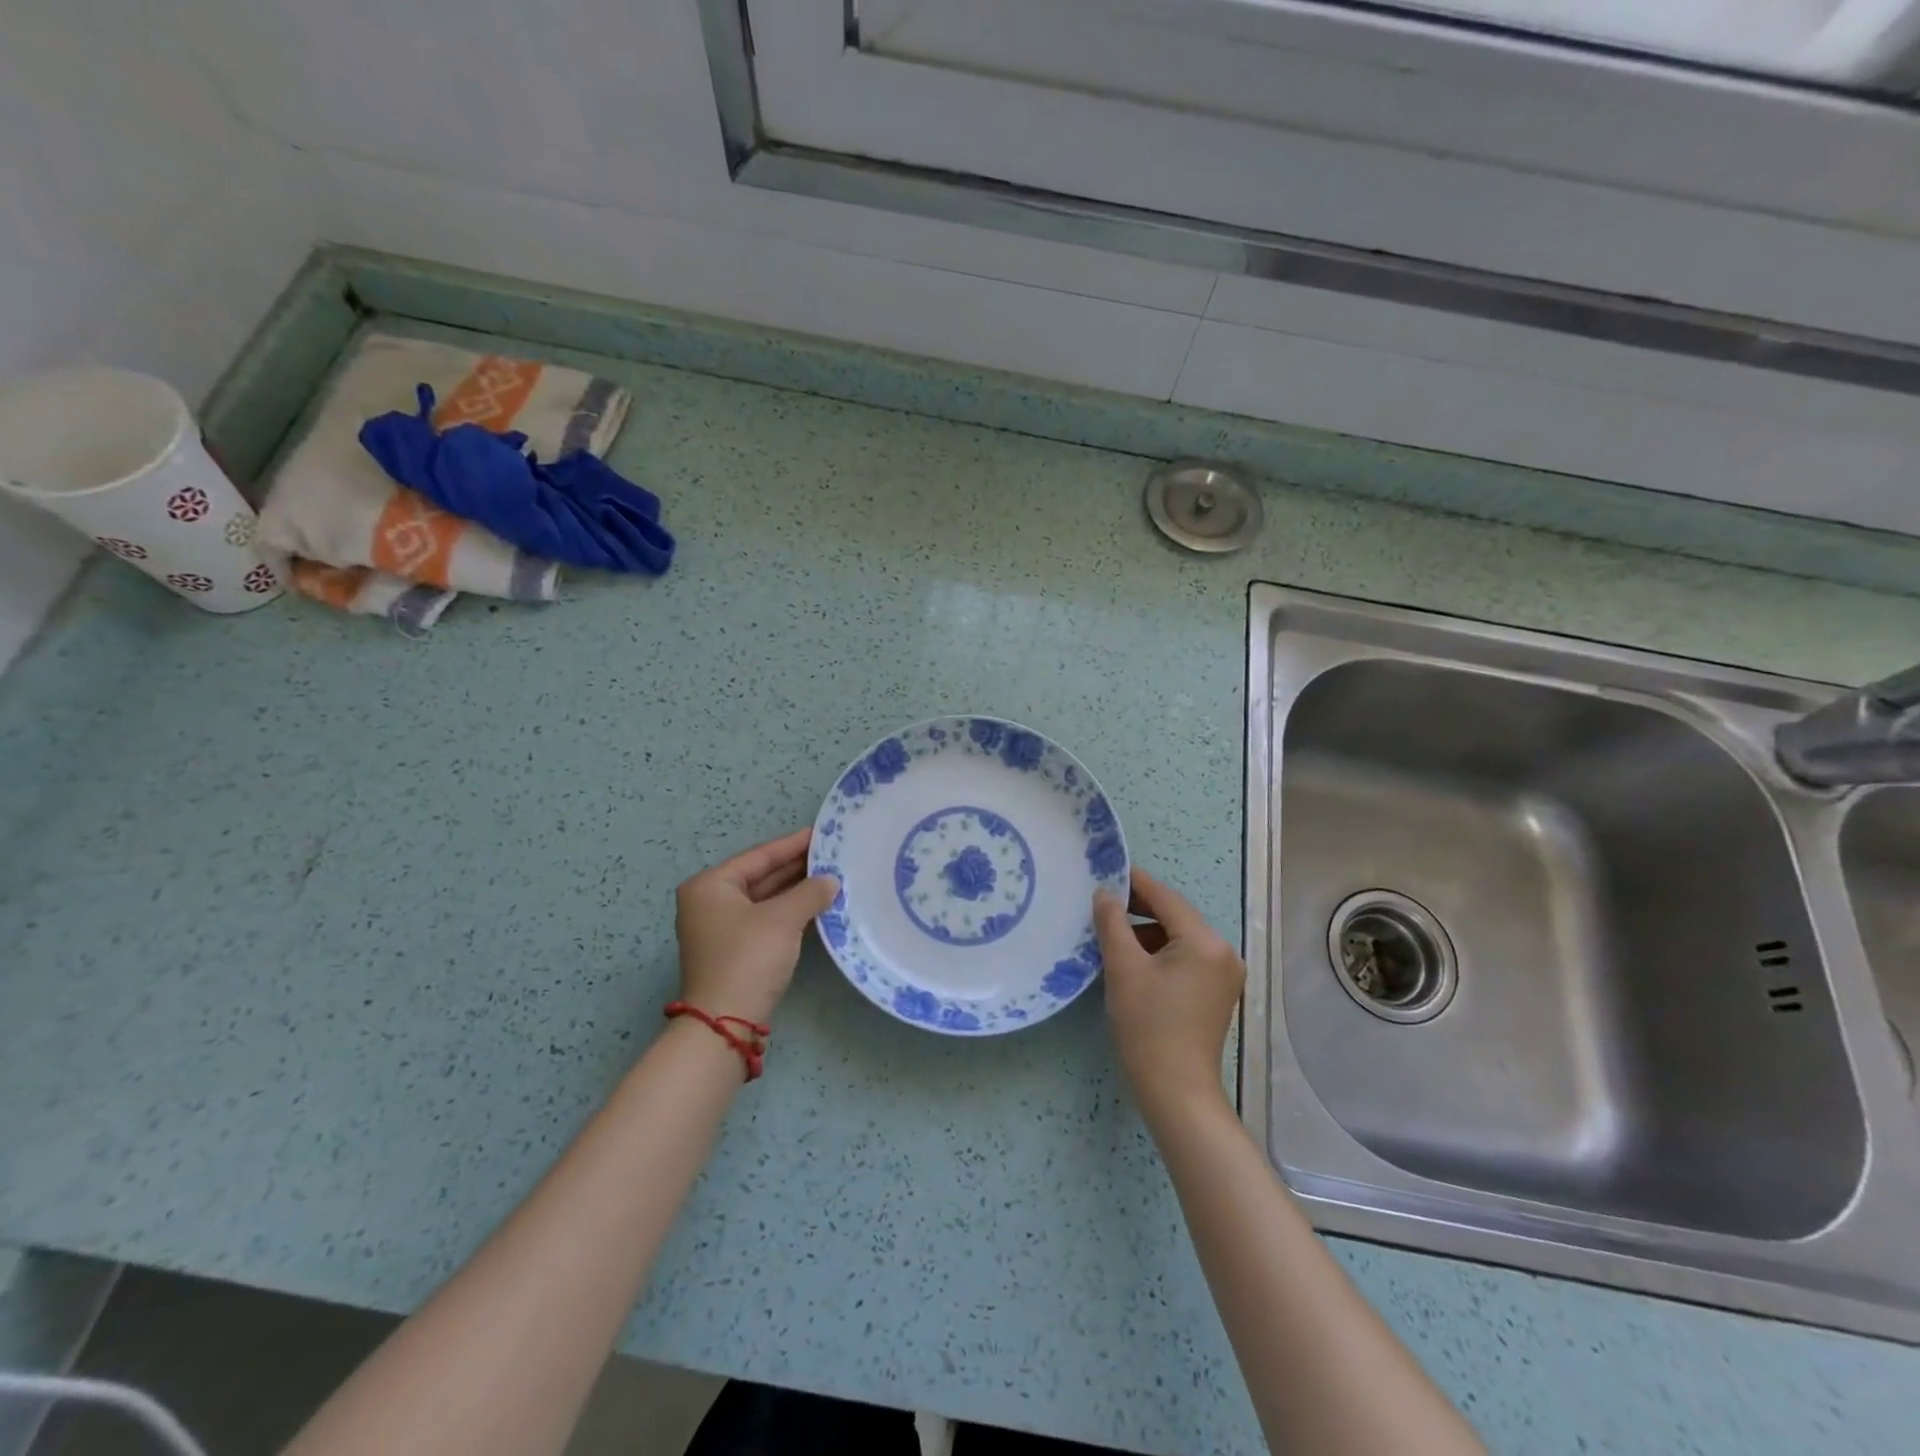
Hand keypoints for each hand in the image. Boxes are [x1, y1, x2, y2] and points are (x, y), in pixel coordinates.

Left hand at [675, 829, 838, 1025]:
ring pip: (765, 900)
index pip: (759, 856)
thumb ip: (809, 892)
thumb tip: (831, 880)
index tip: (821, 833)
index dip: (792, 844)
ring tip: (831, 878)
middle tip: (832, 855)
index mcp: (710, 885)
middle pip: (760, 876)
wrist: (725, 1023)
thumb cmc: (748, 958)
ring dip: (796, 892)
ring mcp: (720, 929)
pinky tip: (817, 907)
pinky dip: (789, 913)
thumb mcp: (783, 919)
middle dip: (796, 868)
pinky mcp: (734, 951)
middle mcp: (709, 902)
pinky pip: (766, 920)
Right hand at [1093, 867, 1244, 1114]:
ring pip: (1180, 937)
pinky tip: (1135, 961)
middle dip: (1140, 909)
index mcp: (1205, 942)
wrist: (1176, 1091)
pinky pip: (1186, 957)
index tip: (1107, 870)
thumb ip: (1113, 923)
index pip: (1166, 898)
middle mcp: (1223, 952)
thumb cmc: (1148, 1026)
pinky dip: (1161, 953)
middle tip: (1103, 903)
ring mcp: (1224, 974)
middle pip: (1176, 917)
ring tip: (1113, 935)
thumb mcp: (1123, 968)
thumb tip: (1105, 893)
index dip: (1135, 882)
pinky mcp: (1217, 992)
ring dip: (1148, 932)